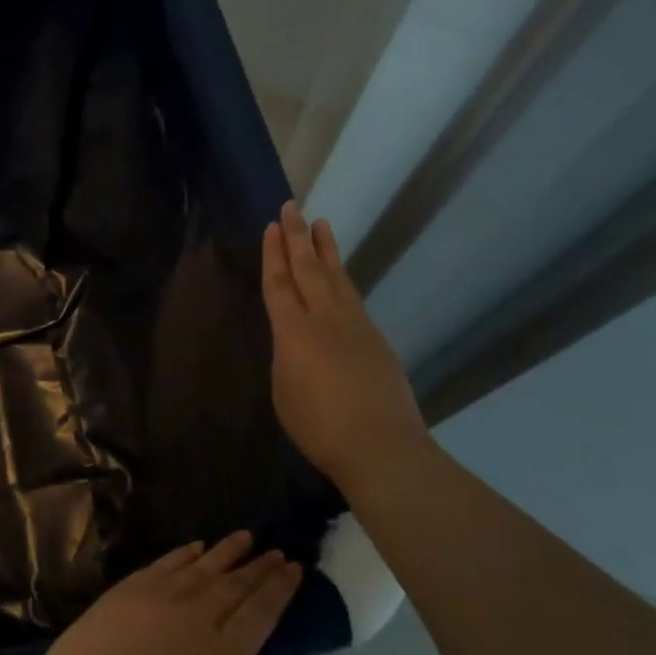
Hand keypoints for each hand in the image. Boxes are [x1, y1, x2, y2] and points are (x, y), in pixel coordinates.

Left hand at [18, 533, 300, 654]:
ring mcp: (161, 596)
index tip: (295, 569)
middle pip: (236, 585)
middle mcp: (198, 617)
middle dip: (260, 568)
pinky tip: (198, 546)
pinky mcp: (130, 587)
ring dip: (227, 552)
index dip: (279, 590)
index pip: (260, 614)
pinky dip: (186, 553)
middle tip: (278, 552)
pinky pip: (168, 562)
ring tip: (246, 538)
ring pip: (204, 566)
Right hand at [262, 201, 432, 491]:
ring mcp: (356, 326)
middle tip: (292, 207)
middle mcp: (325, 319)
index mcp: (294, 332)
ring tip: (321, 225)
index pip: (280, 283)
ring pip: (338, 277)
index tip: (272, 226)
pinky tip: (341, 277)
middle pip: (309, 269)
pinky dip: (343, 278)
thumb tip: (295, 339)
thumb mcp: (284, 391)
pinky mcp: (376, 339)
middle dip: (297, 237)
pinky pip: (353, 297)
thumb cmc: (319, 427)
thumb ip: (286, 356)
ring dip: (326, 249)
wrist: (382, 447)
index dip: (274, 254)